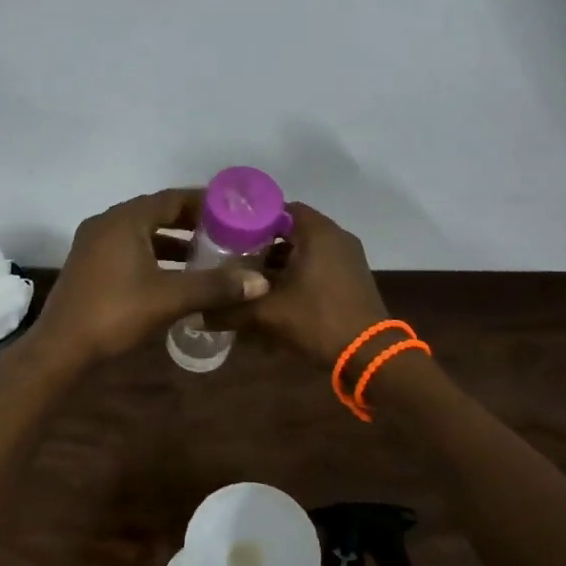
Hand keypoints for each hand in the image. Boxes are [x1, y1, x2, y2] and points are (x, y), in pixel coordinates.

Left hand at [27, 188, 270, 368]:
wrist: (61, 347)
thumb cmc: (115, 313)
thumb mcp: (170, 298)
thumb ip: (215, 286)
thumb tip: (260, 282)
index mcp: (125, 219)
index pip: (172, 198)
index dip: (204, 203)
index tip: (233, 211)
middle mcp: (107, 223)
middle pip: (156, 213)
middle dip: (190, 223)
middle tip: (225, 233)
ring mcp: (94, 244)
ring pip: (142, 234)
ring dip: (172, 242)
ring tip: (206, 255)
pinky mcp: (89, 265)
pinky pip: (129, 249)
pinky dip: (154, 256)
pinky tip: (174, 276)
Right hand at [208, 202, 388, 366]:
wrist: (370, 356)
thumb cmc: (318, 321)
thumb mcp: (267, 315)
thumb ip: (229, 311)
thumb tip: (195, 315)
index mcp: (318, 232)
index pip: (279, 209)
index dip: (251, 219)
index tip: (227, 232)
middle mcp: (336, 237)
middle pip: (291, 230)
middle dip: (261, 243)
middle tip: (231, 255)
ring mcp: (347, 258)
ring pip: (304, 250)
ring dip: (278, 262)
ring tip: (247, 276)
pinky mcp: (351, 278)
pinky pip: (317, 265)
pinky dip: (296, 273)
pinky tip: (274, 293)